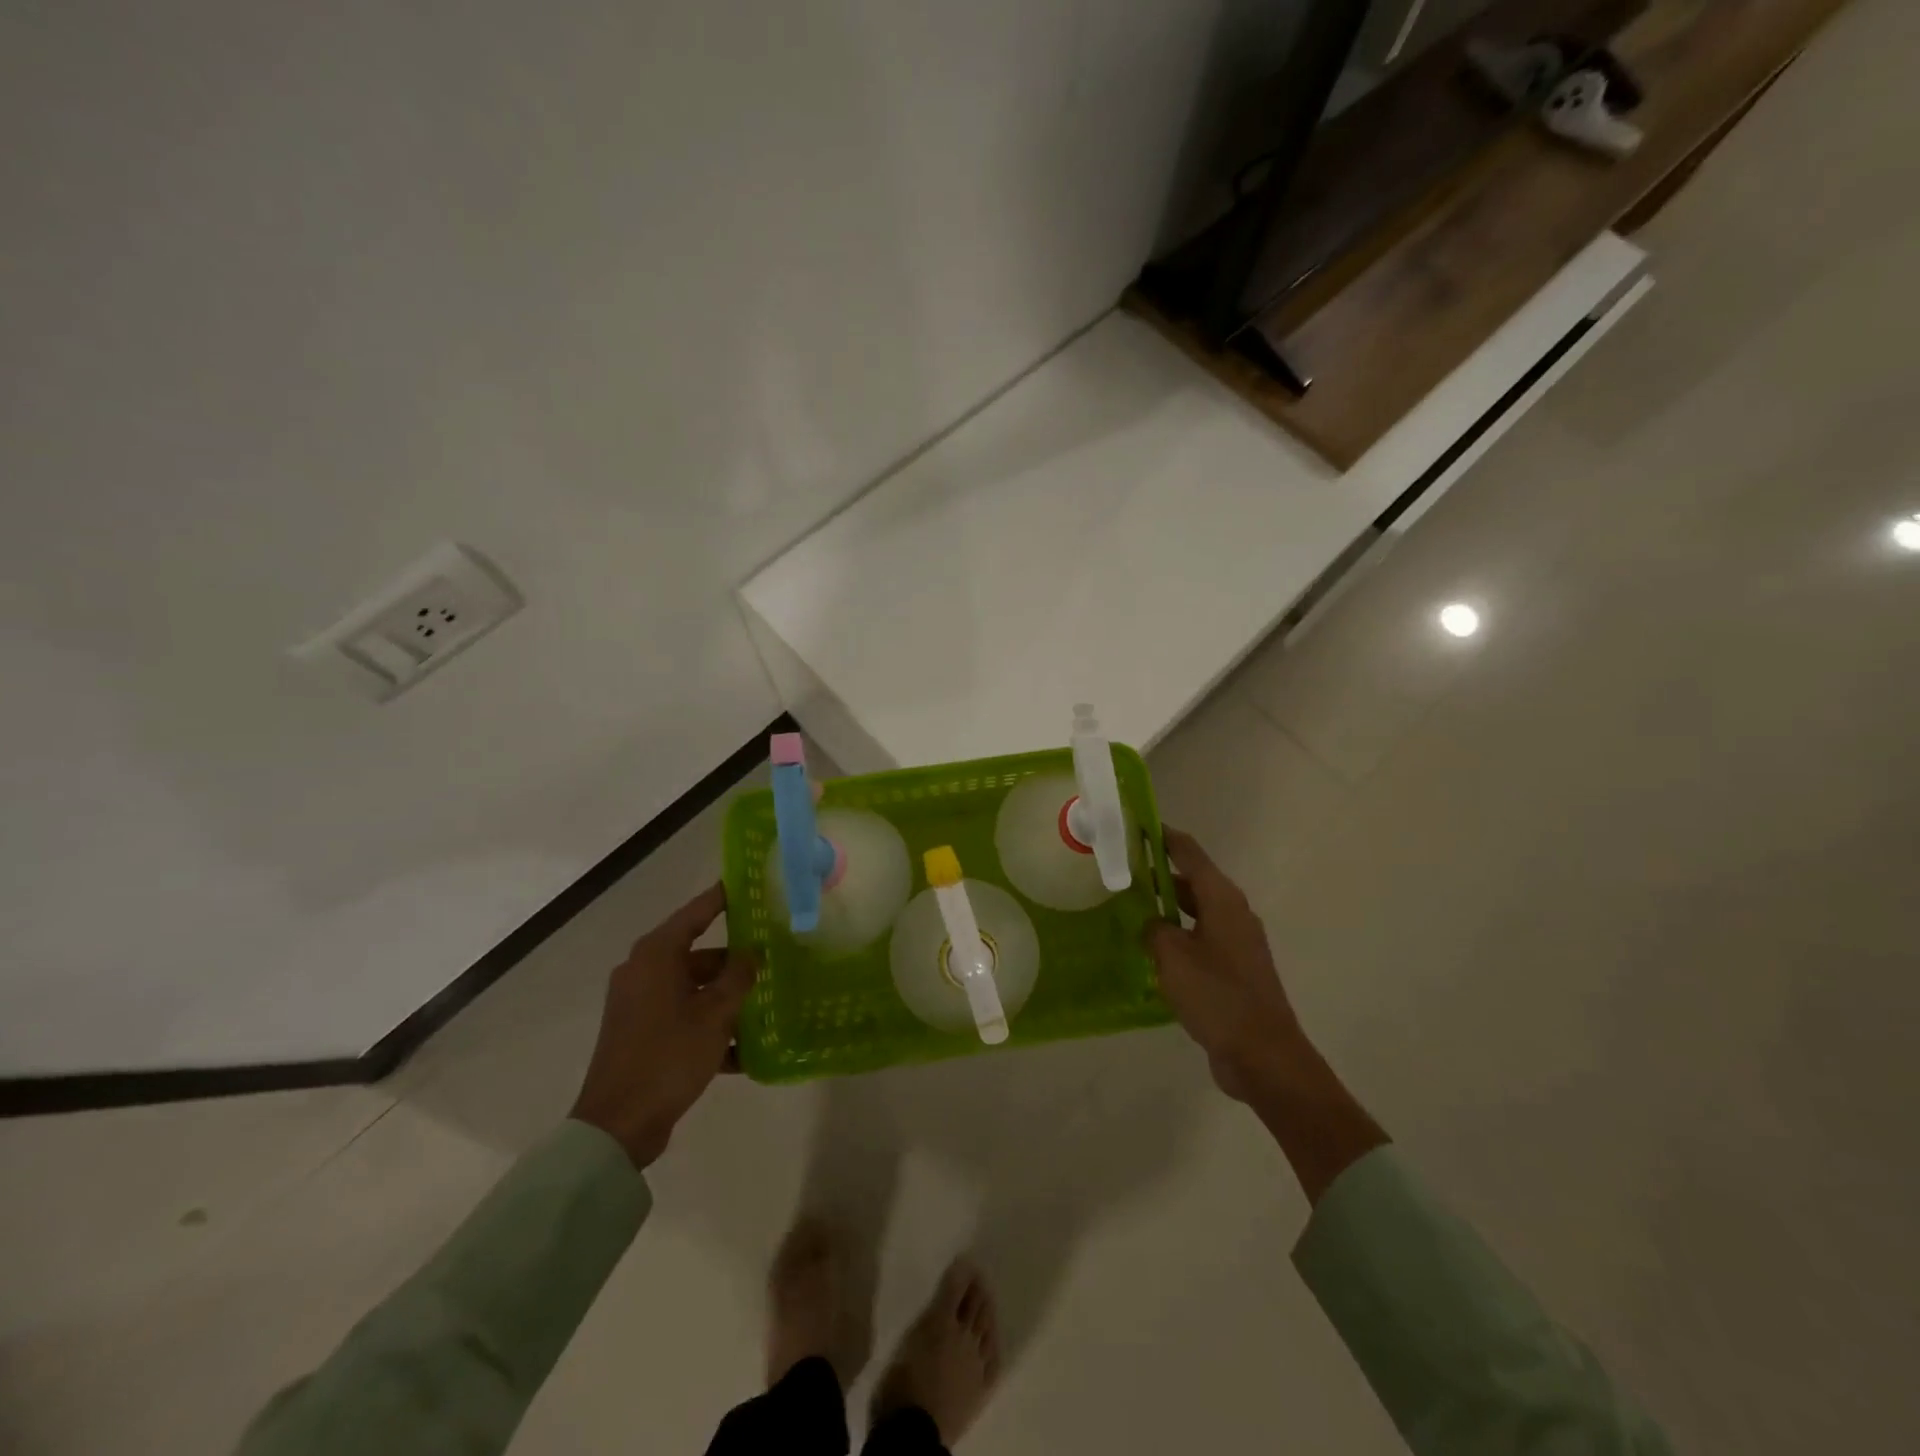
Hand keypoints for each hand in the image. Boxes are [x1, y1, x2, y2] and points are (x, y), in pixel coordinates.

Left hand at [569, 883, 755, 1168]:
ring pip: (693, 988)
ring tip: (766, 1007)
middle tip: (773, 959)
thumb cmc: (669, 1055)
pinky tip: (745, 1051)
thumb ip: (738, 978)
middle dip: (735, 962)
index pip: (696, 913)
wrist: (618, 1124)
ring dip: (726, 999)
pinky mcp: (640, 1034)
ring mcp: (639, 1004)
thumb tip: (752, 953)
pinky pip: (683, 1017)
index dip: (722, 898)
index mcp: (656, 956)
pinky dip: (709, 1027)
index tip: (746, 884)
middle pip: (698, 954)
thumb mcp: (716, 1014)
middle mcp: (643, 972)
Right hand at [1146, 827, 1305, 1102]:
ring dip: (1167, 906)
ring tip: (1129, 906)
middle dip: (1159, 873)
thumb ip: (1154, 929)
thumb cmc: (1216, 996)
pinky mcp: (1235, 969)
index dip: (1163, 836)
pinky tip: (1151, 949)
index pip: (1189, 852)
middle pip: (1193, 880)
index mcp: (1222, 899)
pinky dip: (1177, 935)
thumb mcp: (1172, 956)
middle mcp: (1233, 912)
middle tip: (1121, 870)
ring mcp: (1237, 942)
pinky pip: (1200, 938)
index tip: (1135, 824)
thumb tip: (1151, 923)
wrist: (1263, 1055)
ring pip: (1196, 911)